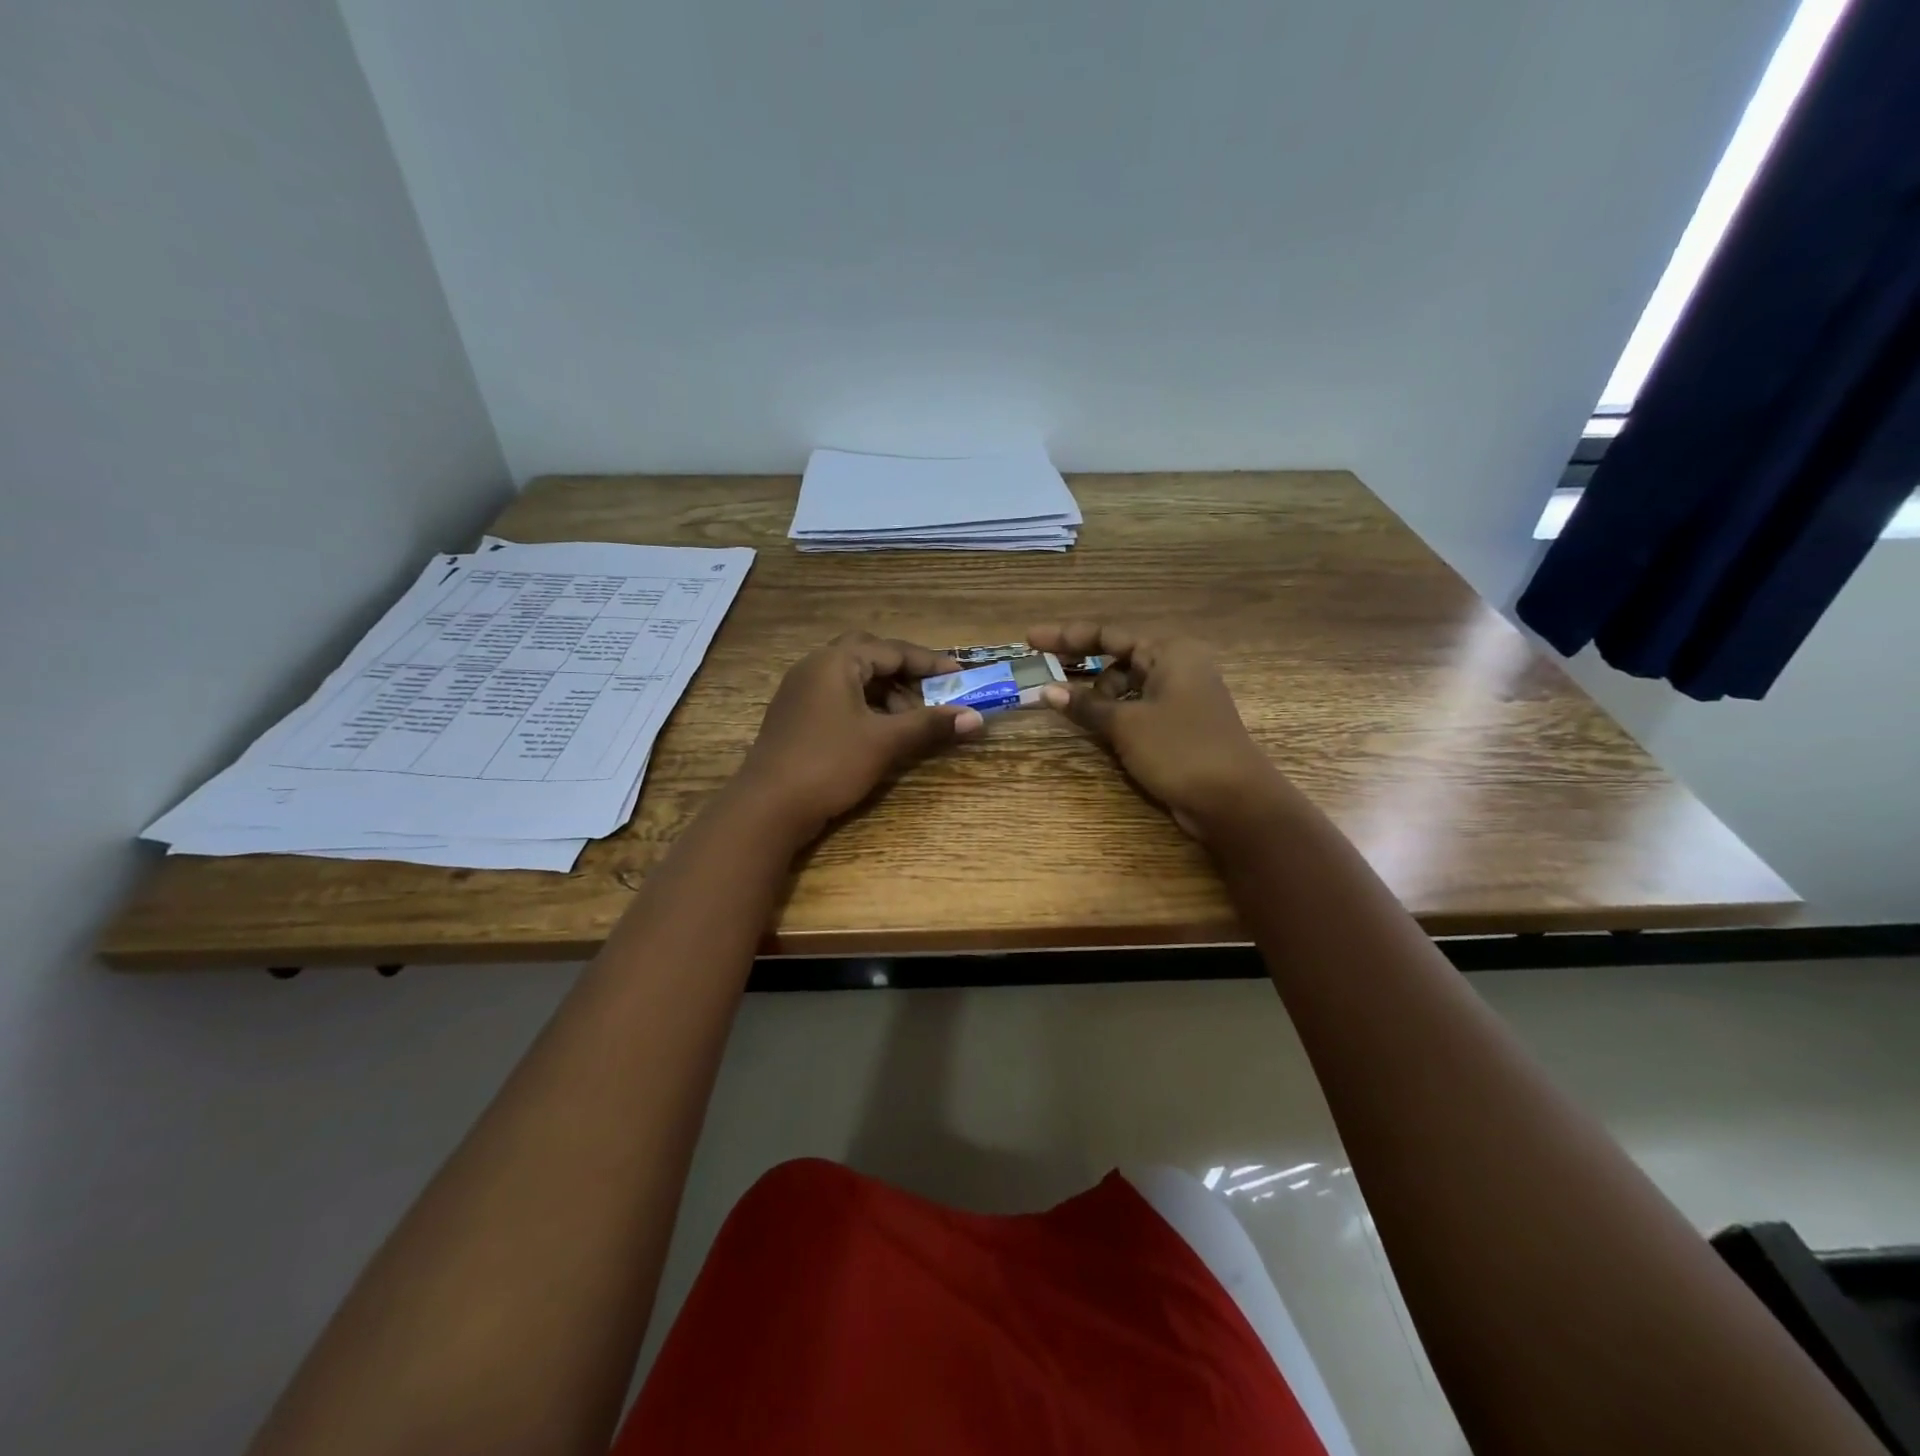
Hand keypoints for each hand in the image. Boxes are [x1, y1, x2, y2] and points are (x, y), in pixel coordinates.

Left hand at [733, 632, 983, 840]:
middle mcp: (815, 667)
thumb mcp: (885, 742)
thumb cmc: (829, 764)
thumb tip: (976, 718)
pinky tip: (881, 733)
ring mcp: (801, 692)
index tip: (959, 675)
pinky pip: (838, 698)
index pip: (892, 649)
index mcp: (835, 662)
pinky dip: (865, 707)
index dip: (929, 662)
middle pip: (870, 657)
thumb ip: (930, 725)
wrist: (767, 807)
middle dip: (904, 674)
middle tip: (931, 694)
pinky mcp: (796, 717)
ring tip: (910, 721)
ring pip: (853, 679)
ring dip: (886, 693)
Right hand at [1029, 622, 1286, 838]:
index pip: (1108, 634)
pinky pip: (1135, 709)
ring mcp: (1179, 698)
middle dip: (1080, 665)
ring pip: (1126, 686)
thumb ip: (1085, 705)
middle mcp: (1176, 667)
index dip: (1066, 636)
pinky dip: (1113, 714)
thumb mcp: (1126, 724)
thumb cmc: (1180, 750)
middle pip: (1117, 657)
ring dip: (1097, 695)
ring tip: (1070, 710)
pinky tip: (1093, 726)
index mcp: (1169, 652)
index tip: (1030, 640)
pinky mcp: (1178, 726)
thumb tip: (1046, 691)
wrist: (1234, 801)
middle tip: (1042, 672)